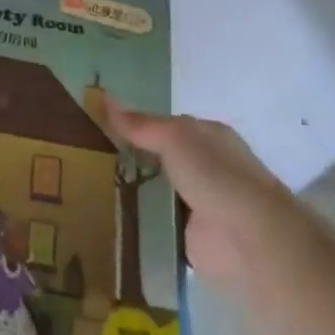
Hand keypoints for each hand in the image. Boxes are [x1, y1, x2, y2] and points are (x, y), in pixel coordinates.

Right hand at [105, 100, 300, 280]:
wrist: (248, 236)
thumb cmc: (215, 174)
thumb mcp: (173, 137)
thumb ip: (140, 124)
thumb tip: (104, 97)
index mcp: (208, 137)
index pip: (165, 126)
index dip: (135, 125)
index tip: (99, 128)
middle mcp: (206, 168)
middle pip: (159, 159)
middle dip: (130, 160)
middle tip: (86, 159)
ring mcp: (199, 204)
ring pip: (156, 191)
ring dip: (131, 192)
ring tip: (85, 188)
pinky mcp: (190, 237)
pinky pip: (157, 224)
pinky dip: (138, 223)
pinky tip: (107, 219)